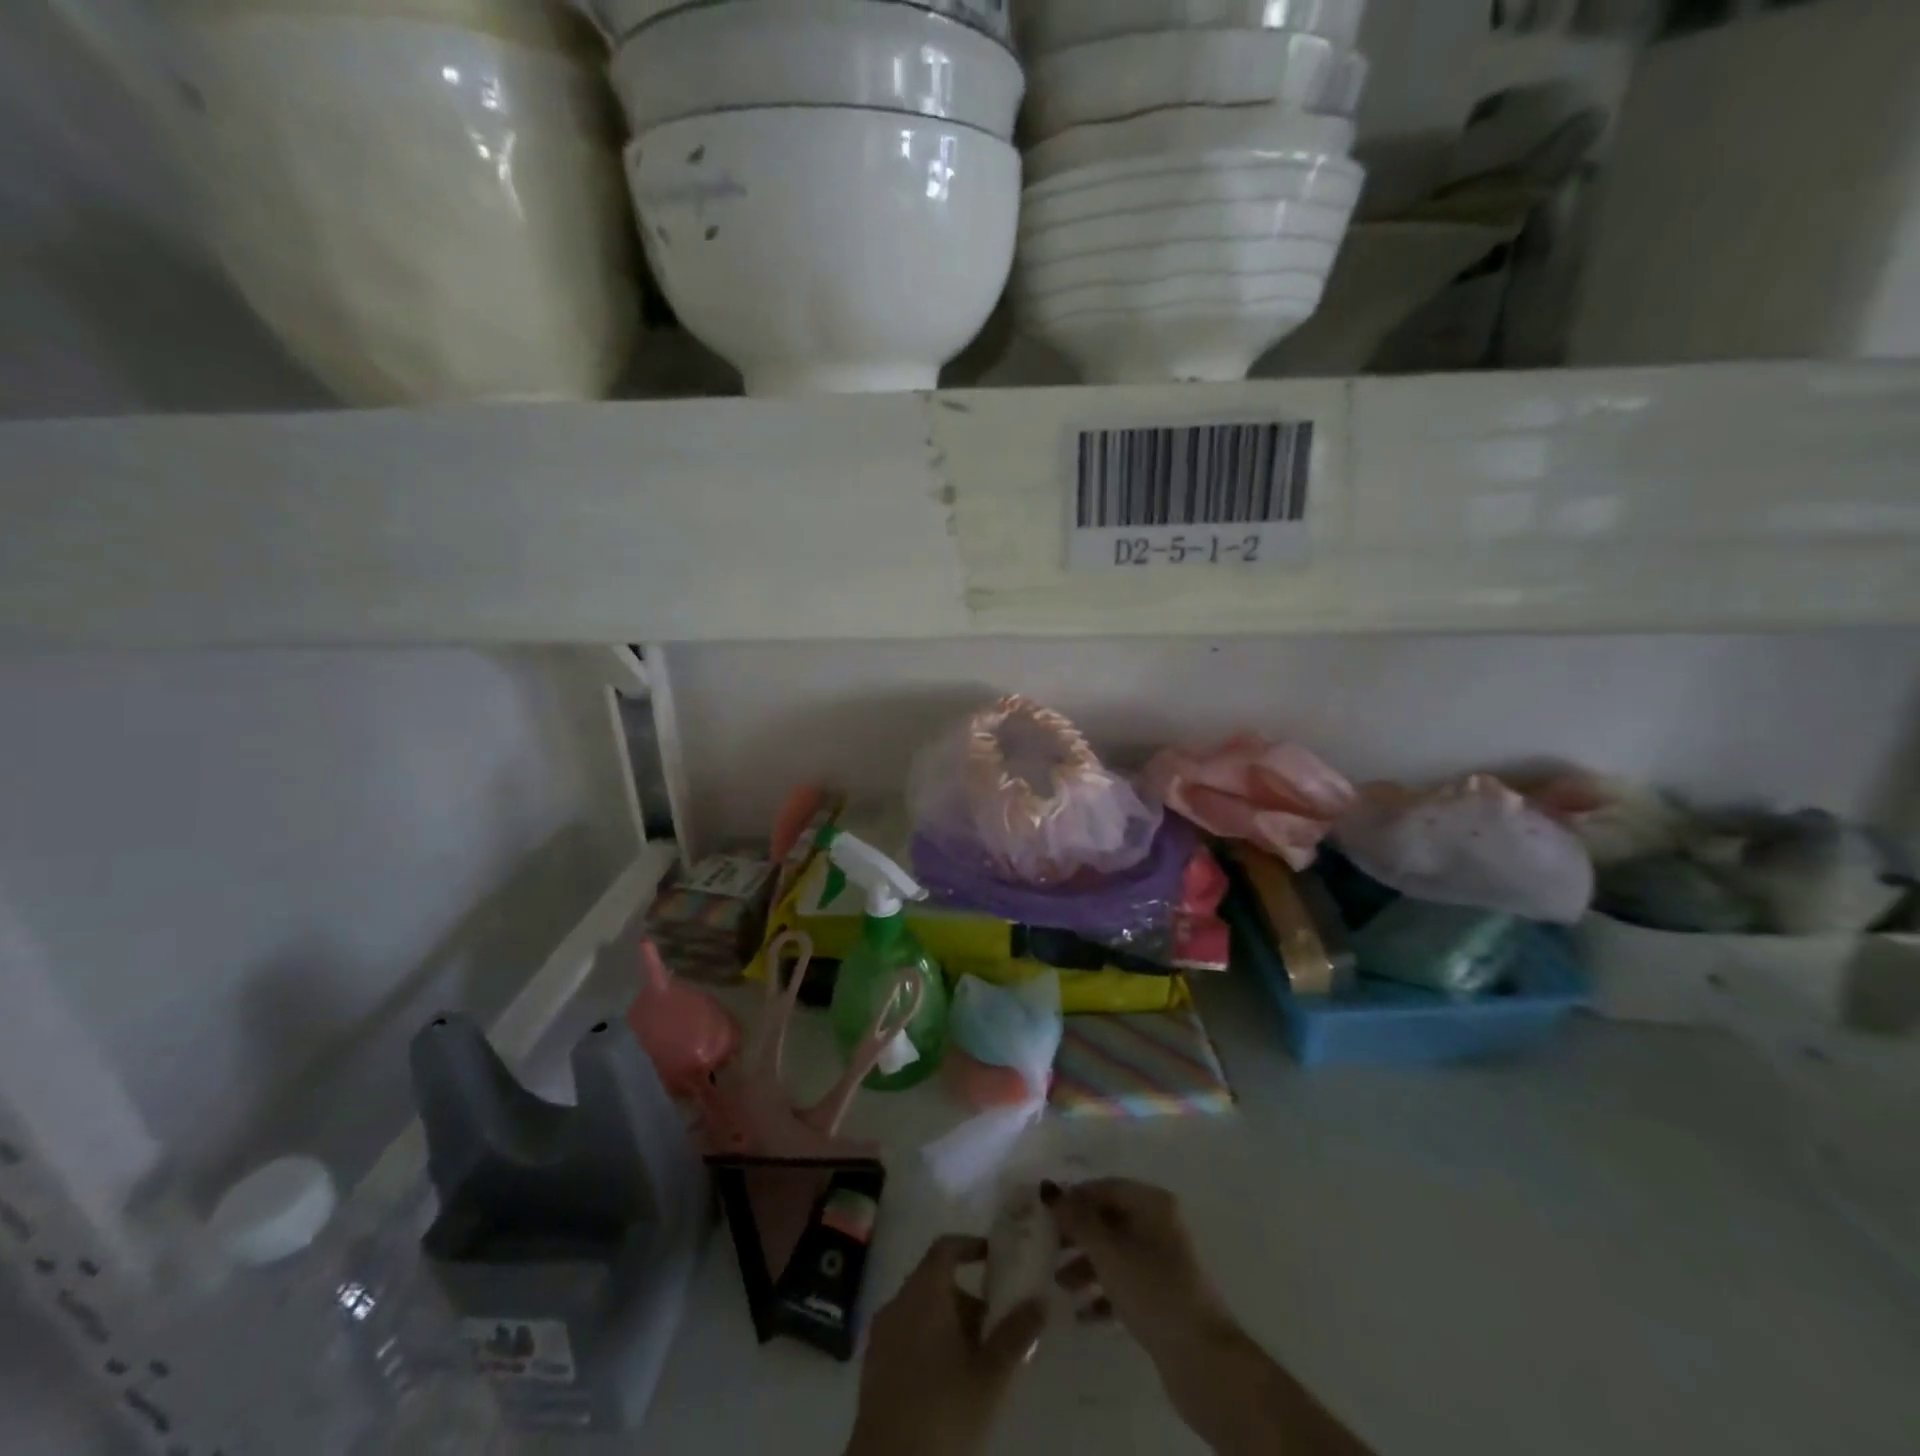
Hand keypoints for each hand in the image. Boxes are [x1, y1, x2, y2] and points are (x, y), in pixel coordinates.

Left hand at [846, 1234, 1045, 1455]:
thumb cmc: (944, 1411)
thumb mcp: (990, 1375)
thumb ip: (1016, 1333)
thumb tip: (1041, 1300)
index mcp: (924, 1293)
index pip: (945, 1248)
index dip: (970, 1246)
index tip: (993, 1257)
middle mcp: (898, 1302)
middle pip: (934, 1280)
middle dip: (966, 1296)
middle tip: (994, 1323)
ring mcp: (881, 1333)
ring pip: (920, 1309)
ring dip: (948, 1321)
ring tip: (977, 1356)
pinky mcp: (873, 1364)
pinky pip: (906, 1333)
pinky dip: (928, 1339)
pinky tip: (948, 1376)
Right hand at [1042, 1178, 1226, 1358]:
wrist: (1202, 1359)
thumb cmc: (1152, 1291)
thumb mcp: (1108, 1252)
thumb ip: (1077, 1220)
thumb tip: (1049, 1190)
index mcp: (1152, 1203)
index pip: (1105, 1188)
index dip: (1074, 1198)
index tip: (1045, 1216)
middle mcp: (1160, 1224)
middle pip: (1109, 1220)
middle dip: (1078, 1235)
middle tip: (1047, 1250)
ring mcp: (1164, 1262)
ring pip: (1116, 1253)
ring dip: (1086, 1266)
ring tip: (1061, 1287)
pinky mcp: (1164, 1296)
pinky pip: (1126, 1283)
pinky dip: (1104, 1293)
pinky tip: (1083, 1314)